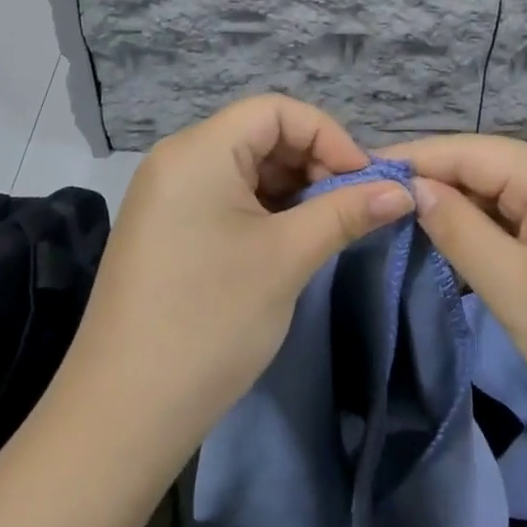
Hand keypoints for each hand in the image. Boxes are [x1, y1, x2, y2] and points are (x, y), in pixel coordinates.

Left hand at [56, 96, 414, 478]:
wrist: (123, 416)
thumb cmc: (211, 320)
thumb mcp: (288, 258)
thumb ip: (348, 212)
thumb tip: (403, 190)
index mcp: (198, 150)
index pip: (276, 111)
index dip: (328, 135)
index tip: (364, 180)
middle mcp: (177, 159)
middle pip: (261, 134)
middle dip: (313, 163)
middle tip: (350, 207)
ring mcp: (166, 195)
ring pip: (246, 168)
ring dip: (292, 189)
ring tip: (324, 227)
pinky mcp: (165, 229)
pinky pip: (225, 197)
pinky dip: (264, 209)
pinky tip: (287, 242)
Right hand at [386, 136, 526, 446]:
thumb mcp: (515, 287)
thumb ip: (459, 229)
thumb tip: (415, 187)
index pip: (467, 150)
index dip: (412, 160)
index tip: (359, 172)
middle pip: (485, 167)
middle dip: (433, 184)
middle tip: (374, 205)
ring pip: (503, 192)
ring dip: (460, 210)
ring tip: (405, 223)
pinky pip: (524, 215)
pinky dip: (489, 229)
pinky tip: (460, 246)